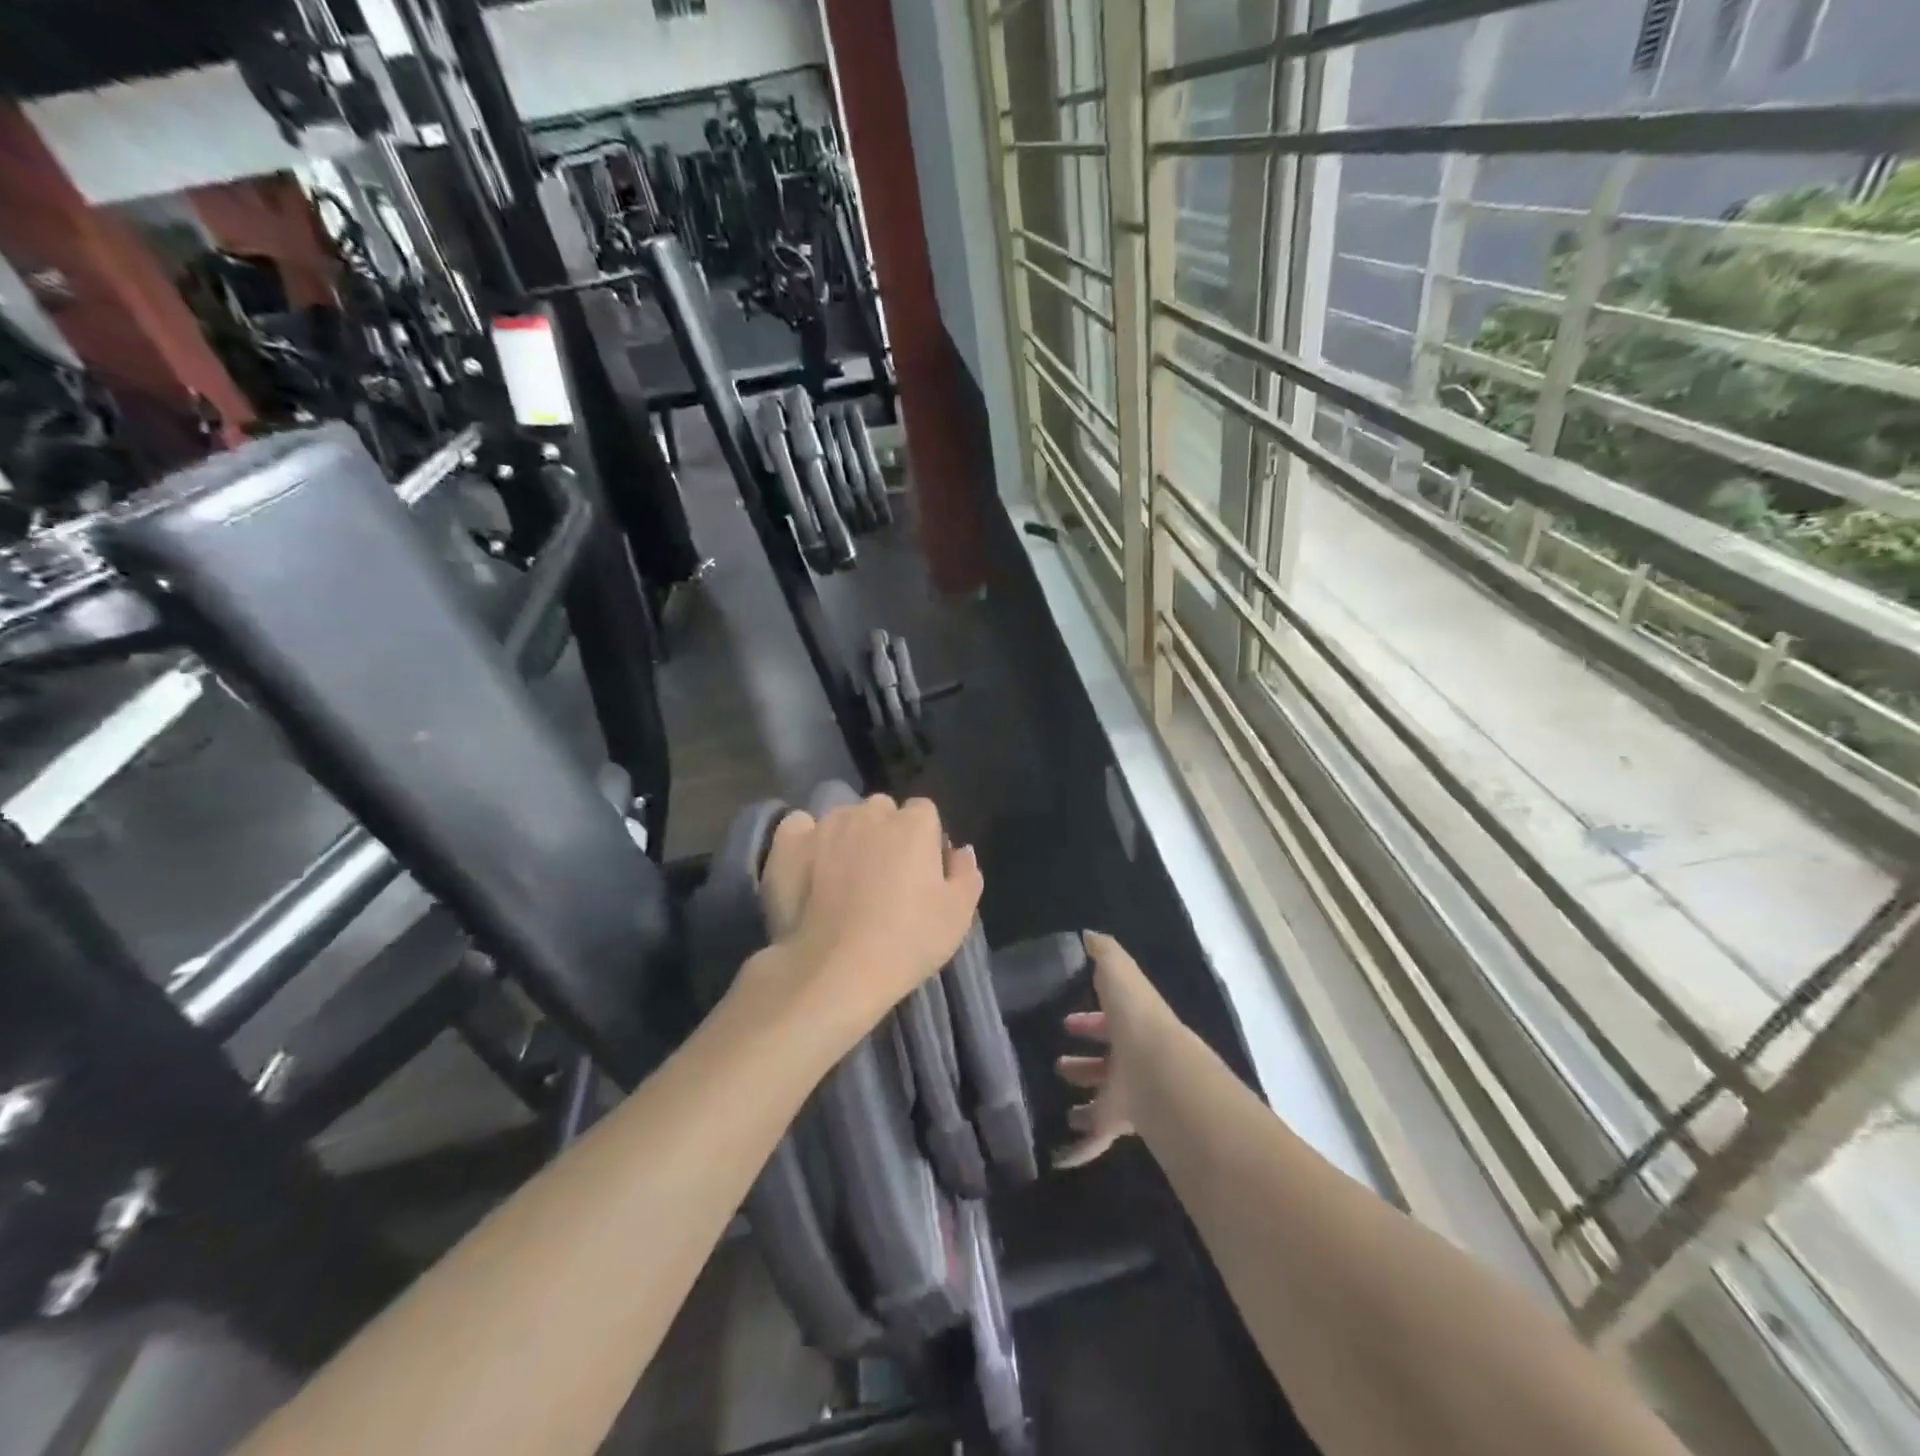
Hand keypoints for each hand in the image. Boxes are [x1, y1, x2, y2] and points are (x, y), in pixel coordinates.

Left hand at [757, 794, 982, 1033]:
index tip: (919, 872)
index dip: (924, 840)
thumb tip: (960, 850)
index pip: (925, 813)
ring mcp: (826, 824)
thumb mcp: (958, 916)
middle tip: (881, 877)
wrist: (834, 969)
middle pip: (882, 812)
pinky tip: (808, 867)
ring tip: (841, 879)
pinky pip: (799, 827)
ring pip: (842, 819)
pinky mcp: (788, 842)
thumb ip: (966, 874)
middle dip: (884, 834)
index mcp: (915, 823)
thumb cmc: (906, 942)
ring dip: (846, 837)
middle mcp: (870, 812)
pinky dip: (805, 841)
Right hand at [1055, 932, 1178, 1168]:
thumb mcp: (1118, 972)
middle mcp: (1134, 1058)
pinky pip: (1099, 1138)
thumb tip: (1088, 935)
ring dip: (1085, 1102)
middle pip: (1108, 1060)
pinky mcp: (1125, 1122)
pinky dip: (1082, 1148)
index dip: (1090, 1019)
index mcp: (1132, 1023)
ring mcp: (1131, 1092)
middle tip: (1059, 1064)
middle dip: (1085, 1061)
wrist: (1160, 1072)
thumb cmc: (1136, 1018)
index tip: (1067, 1023)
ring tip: (1062, 1106)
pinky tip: (1059, 1157)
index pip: (1110, 1019)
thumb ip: (1104, 952)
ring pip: (1105, 1098)